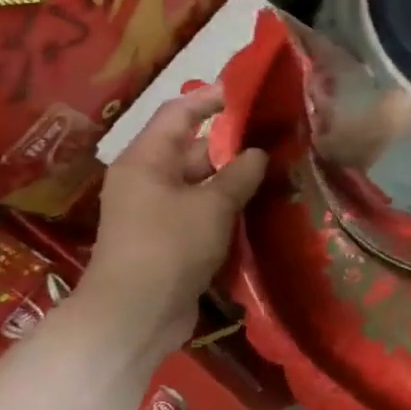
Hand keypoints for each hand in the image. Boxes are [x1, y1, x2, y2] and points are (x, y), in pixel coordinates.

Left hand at [84, 86, 267, 349]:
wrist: (135, 315)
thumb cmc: (170, 246)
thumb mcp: (212, 204)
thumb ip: (239, 174)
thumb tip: (258, 153)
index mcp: (146, 159)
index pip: (179, 113)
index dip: (212, 99)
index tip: (250, 93)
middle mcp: (147, 178)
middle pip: (191, 147)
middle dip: (231, 142)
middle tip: (275, 135)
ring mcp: (156, 210)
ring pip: (199, 181)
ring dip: (233, 176)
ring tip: (275, 167)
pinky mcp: (168, 238)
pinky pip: (200, 208)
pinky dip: (225, 204)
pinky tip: (257, 204)